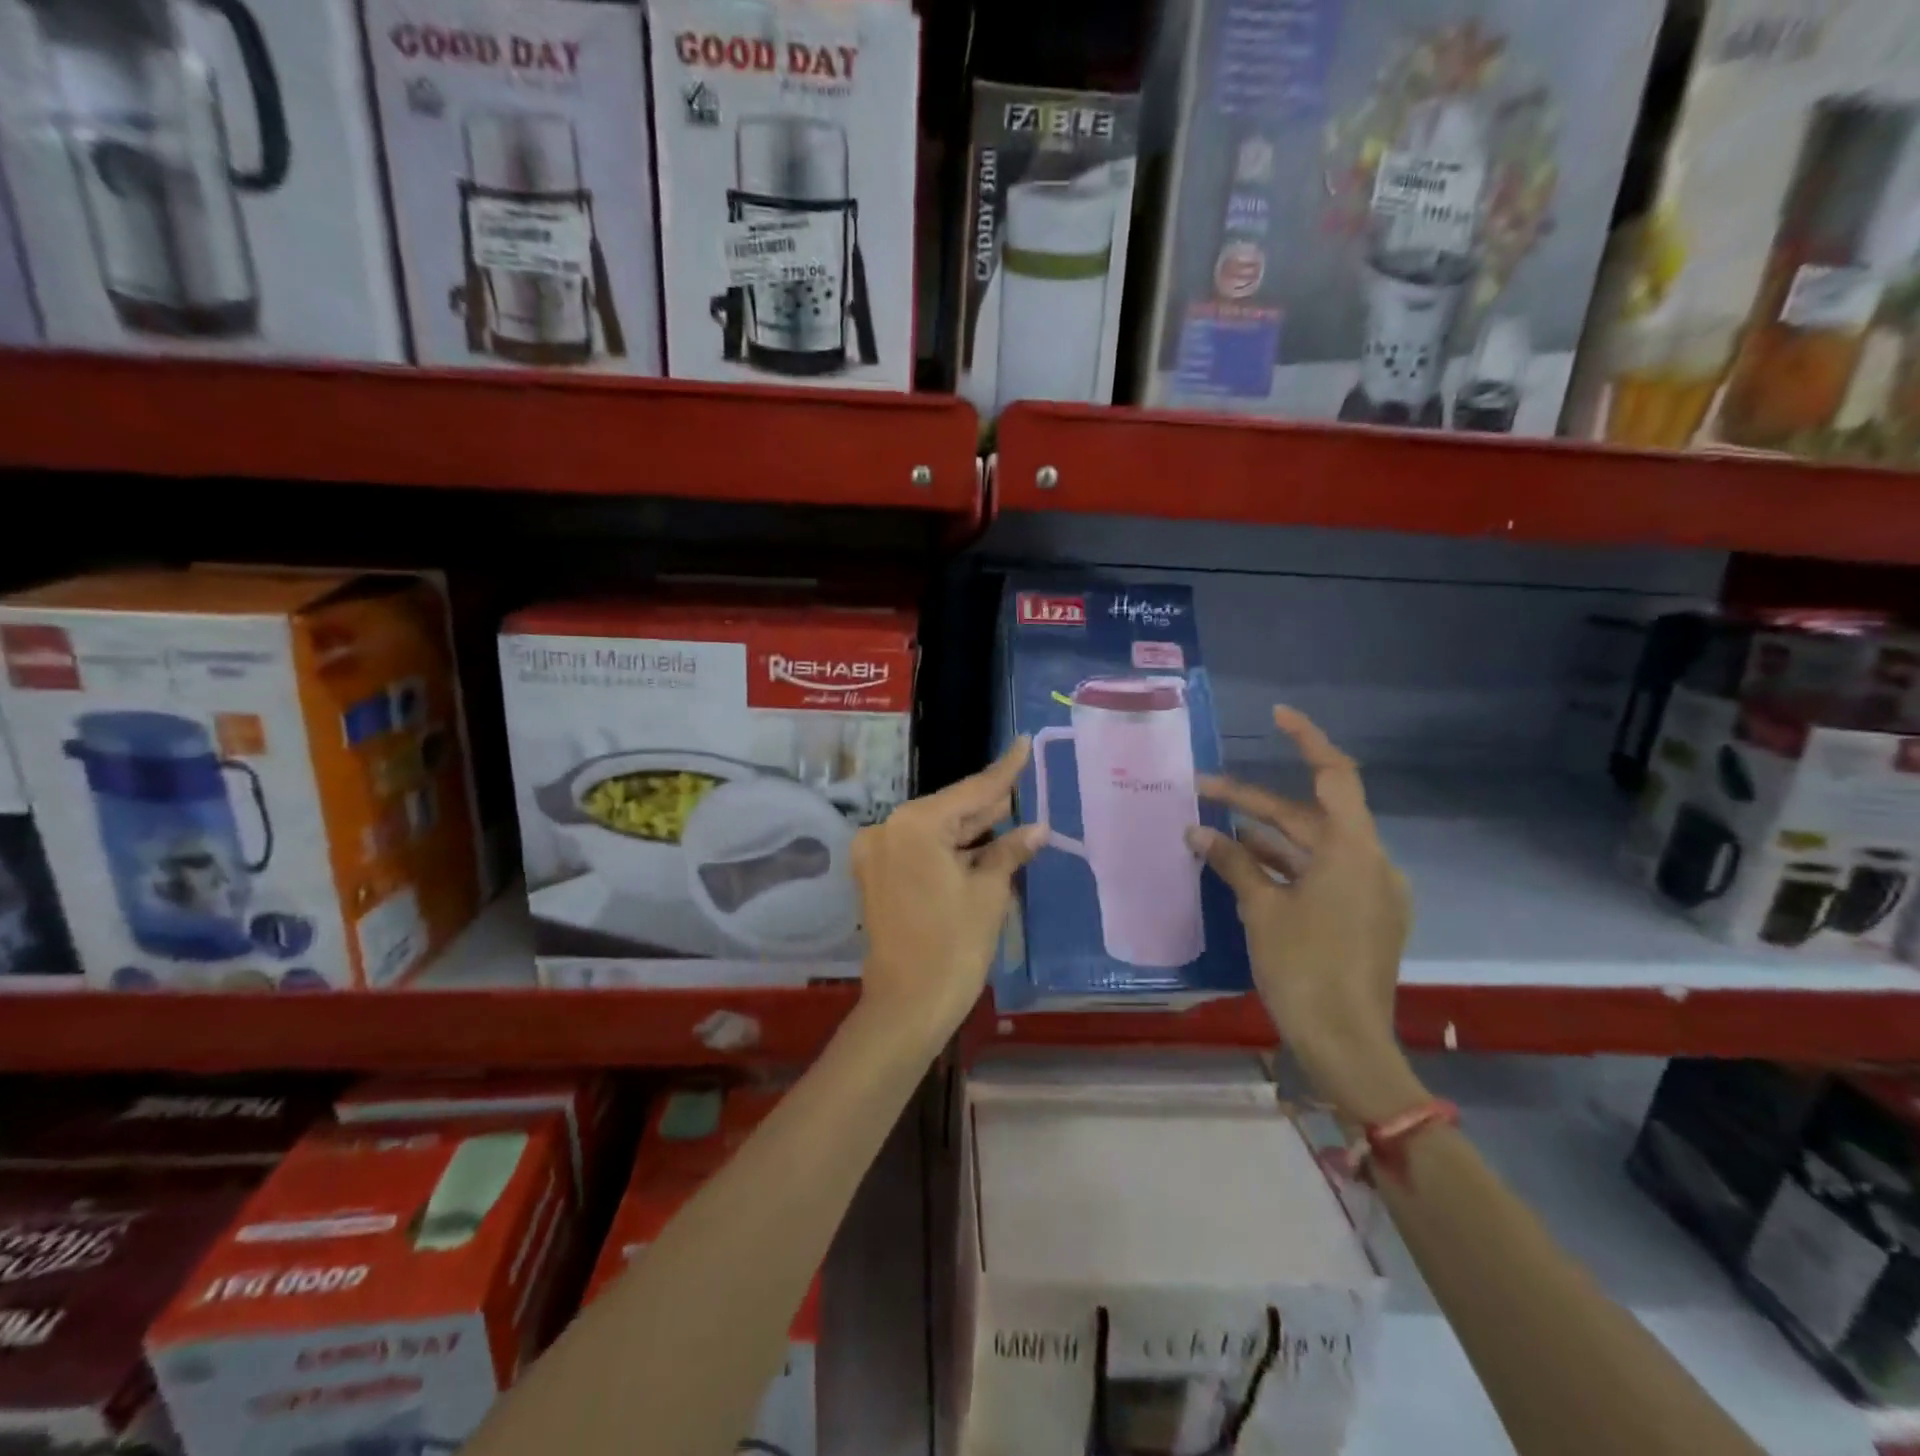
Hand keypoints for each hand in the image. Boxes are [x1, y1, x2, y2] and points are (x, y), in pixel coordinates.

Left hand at [853, 739, 1045, 1041]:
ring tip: (1010, 813)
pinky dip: (950, 849)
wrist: (906, 1007)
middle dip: (987, 803)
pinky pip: (920, 850)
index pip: (969, 792)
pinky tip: (983, 843)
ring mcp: (877, 853)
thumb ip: (1009, 851)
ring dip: (970, 828)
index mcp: (914, 825)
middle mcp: (887, 830)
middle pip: (949, 809)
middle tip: (1023, 782)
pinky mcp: (876, 876)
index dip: (1003, 772)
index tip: (1021, 743)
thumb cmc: (953, 947)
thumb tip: (1037, 828)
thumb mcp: (988, 894)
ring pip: (934, 830)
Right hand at [1187, 707, 1423, 1124]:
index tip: (1276, 717)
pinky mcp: (1364, 918)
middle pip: (1311, 816)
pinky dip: (1285, 867)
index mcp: (1352, 850)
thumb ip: (1232, 862)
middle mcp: (1370, 862)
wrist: (1348, 1045)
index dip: (1307, 740)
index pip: (1334, 775)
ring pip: (1313, 848)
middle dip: (1256, 803)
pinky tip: (1245, 868)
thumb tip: (1197, 832)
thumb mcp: (1261, 909)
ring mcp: (1370, 892)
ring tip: (1215, 831)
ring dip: (1266, 838)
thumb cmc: (1303, 968)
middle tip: (1204, 791)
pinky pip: (1321, 876)